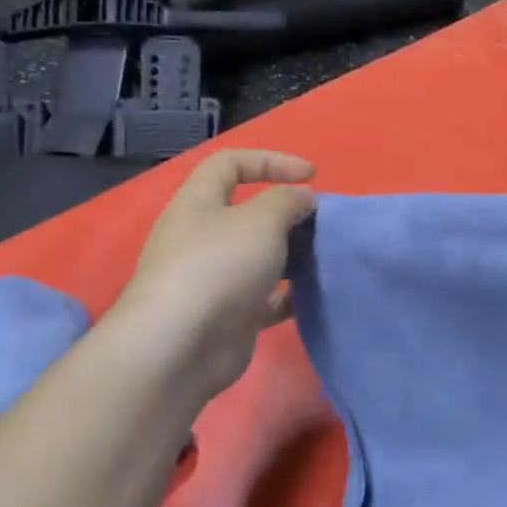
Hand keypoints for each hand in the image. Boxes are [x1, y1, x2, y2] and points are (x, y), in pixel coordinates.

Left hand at [111, 149, 316, 403]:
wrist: (181, 345)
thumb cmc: (218, 266)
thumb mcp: (261, 220)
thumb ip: (287, 202)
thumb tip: (302, 200)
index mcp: (198, 203)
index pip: (230, 164)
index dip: (271, 161)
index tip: (312, 175)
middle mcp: (202, 237)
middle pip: (248, 213)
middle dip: (288, 213)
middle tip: (321, 224)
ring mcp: (214, 278)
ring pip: (260, 256)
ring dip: (293, 254)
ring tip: (324, 257)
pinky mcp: (230, 315)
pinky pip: (267, 297)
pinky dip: (290, 293)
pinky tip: (314, 295)